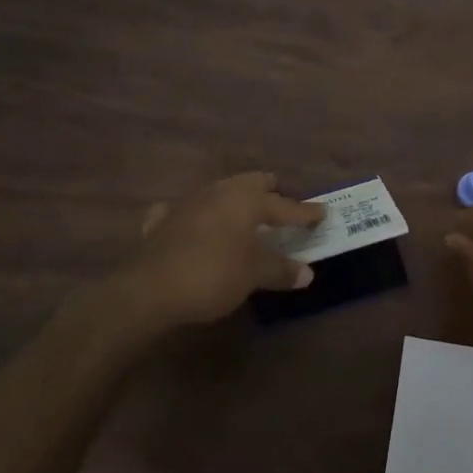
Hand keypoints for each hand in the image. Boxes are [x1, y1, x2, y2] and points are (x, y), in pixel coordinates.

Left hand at [111, 173, 325, 332]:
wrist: (150, 288)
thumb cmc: (213, 274)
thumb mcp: (254, 275)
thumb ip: (281, 270)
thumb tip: (307, 273)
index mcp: (246, 200)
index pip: (284, 205)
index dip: (305, 212)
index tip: (323, 213)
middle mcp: (219, 192)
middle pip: (251, 184)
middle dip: (269, 192)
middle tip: (282, 205)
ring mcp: (188, 202)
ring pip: (220, 192)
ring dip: (234, 201)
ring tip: (244, 214)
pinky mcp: (163, 220)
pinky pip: (186, 211)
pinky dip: (197, 217)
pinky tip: (195, 226)